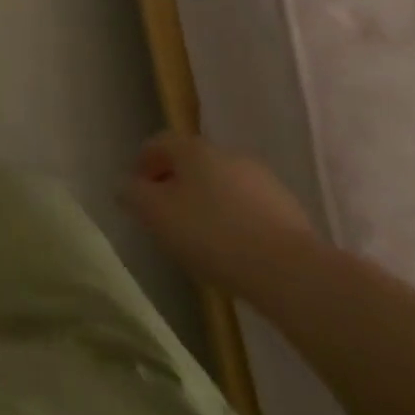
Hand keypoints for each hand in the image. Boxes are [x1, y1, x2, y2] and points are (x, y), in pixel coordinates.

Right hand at [124, 132, 318, 293]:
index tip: (136, 193)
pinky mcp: (288, 209)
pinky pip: (248, 208)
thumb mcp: (156, 215)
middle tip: (165, 216)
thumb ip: (133, 195)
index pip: (158, 143)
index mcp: (193, 148)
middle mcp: (227, 153)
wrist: (289, 271)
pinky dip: (234, 220)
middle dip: (175, 184)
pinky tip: (233, 250)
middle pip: (191, 162)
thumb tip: (125, 185)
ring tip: (200, 238)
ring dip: (207, 202)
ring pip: (222, 184)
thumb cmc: (211, 234)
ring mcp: (261, 179)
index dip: (143, 164)